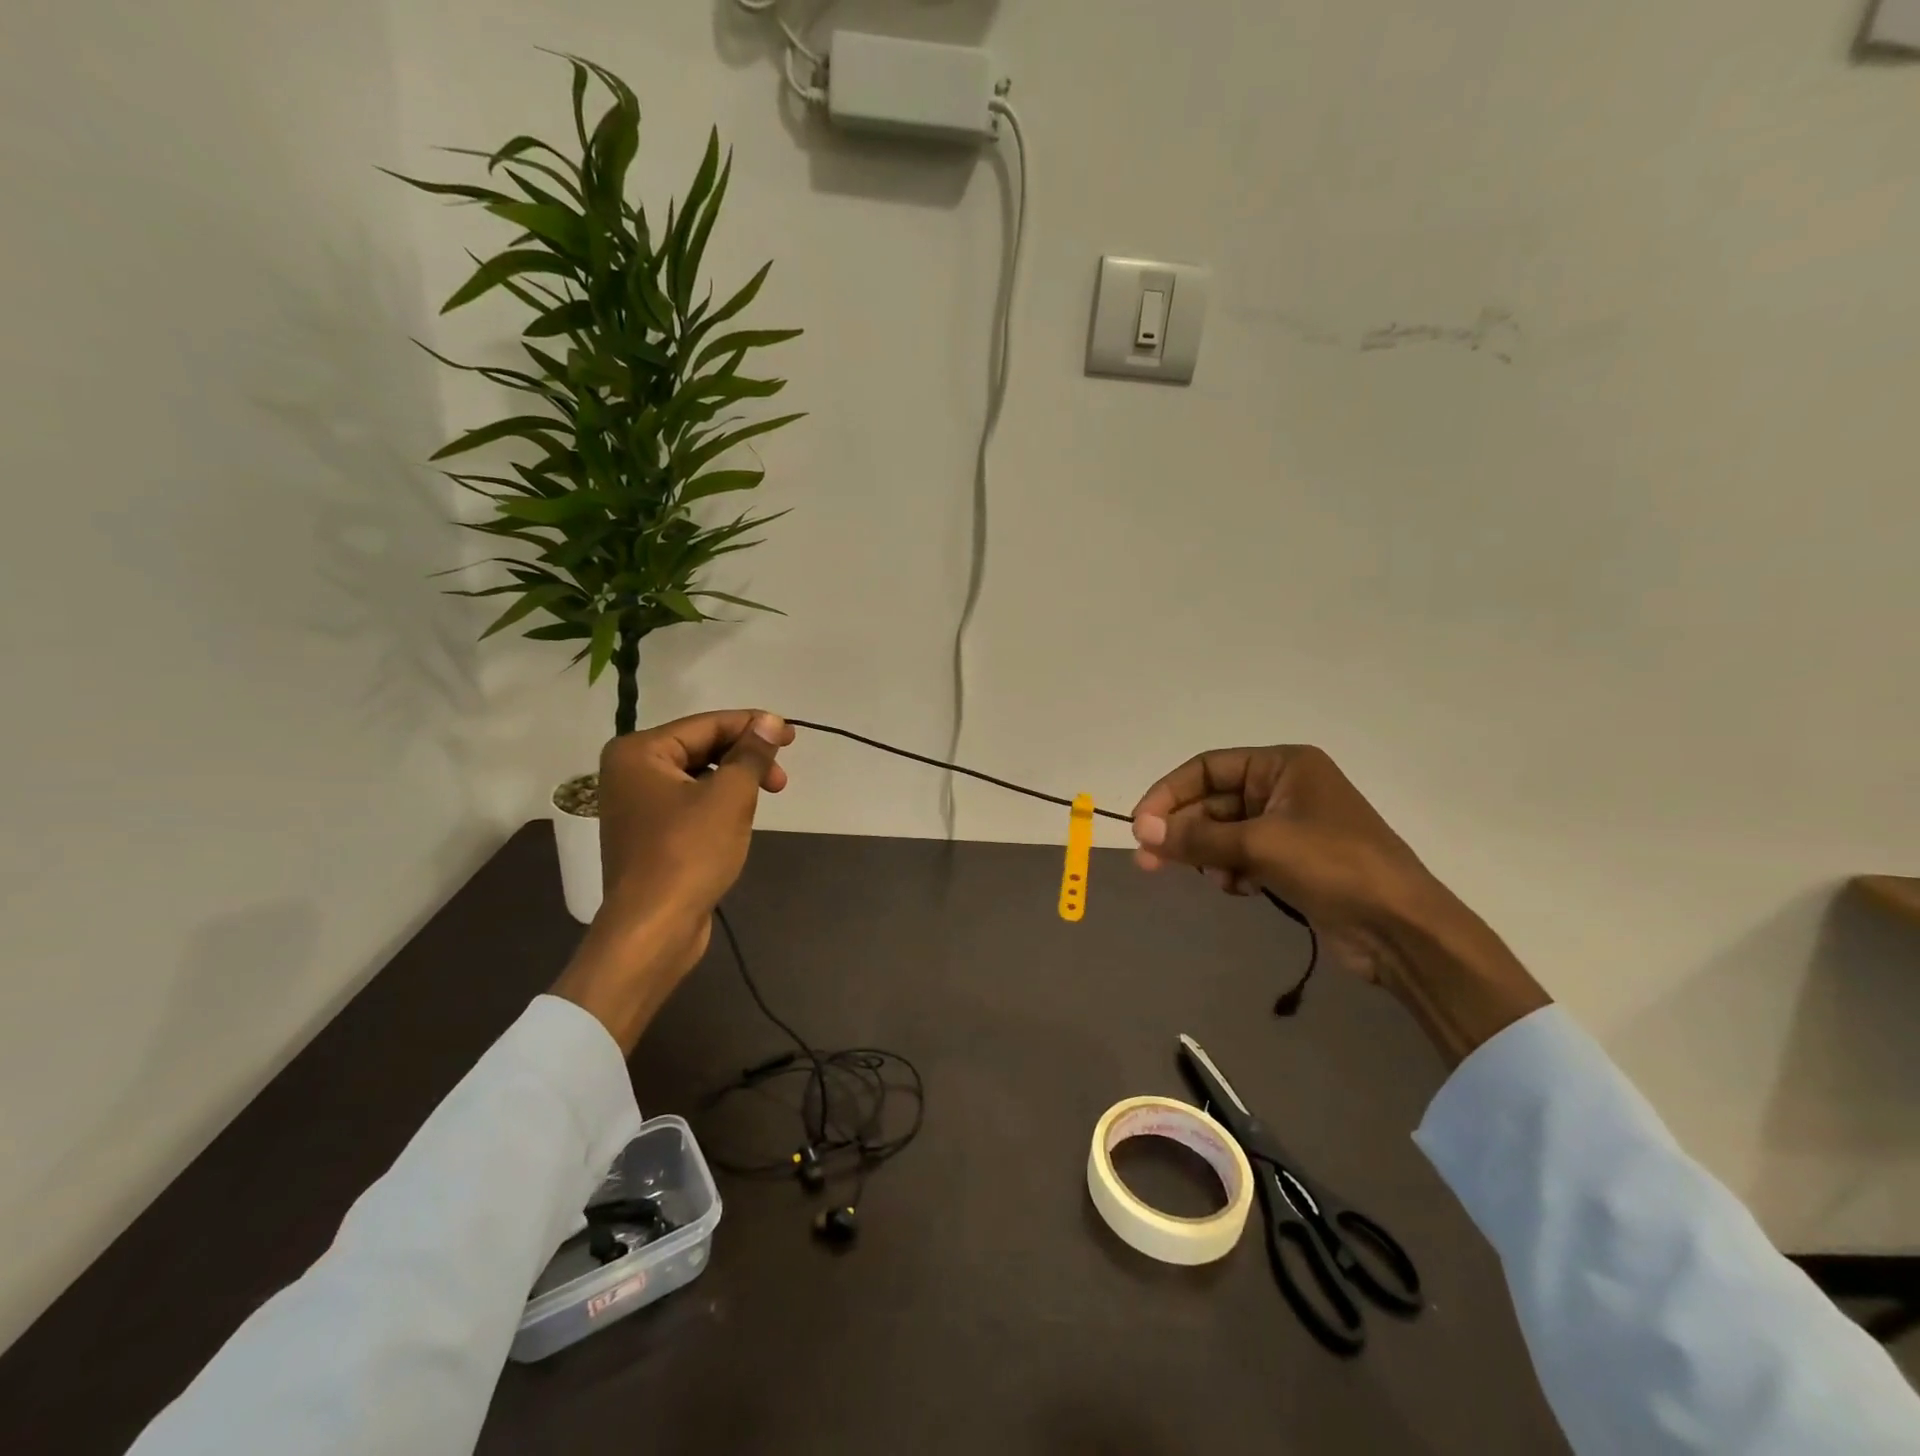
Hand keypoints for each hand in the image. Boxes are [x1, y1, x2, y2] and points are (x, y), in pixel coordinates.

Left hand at [553, 709, 794, 1053]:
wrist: (654, 928)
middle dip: (745, 758)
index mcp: (639, 752)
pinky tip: (740, 818)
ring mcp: (636, 805)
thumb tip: (769, 721)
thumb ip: (751, 753)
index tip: (792, 736)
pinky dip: (719, 803)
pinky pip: (690, 802)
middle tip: (782, 778)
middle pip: (701, 748)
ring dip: (736, 781)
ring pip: (698, 776)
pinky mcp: (648, 833)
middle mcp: (630, 771)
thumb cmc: (689, 854)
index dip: (752, 726)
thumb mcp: (730, 796)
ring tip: (767, 796)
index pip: (706, 725)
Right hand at [1131, 745, 1548, 1064]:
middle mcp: (1285, 788)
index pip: (1209, 767)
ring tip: (1203, 877)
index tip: (1142, 825)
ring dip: (1208, 854)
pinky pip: (1242, 857)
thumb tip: (1143, 832)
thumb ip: (1198, 838)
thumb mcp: (1260, 845)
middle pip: (1214, 801)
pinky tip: (1238, 889)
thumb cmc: (1334, 866)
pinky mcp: (1292, 862)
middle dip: (1184, 830)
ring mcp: (1290, 827)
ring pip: (1224, 833)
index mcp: (1284, 765)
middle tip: (1148, 860)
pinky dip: (1231, 871)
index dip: (1170, 793)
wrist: (1402, 929)